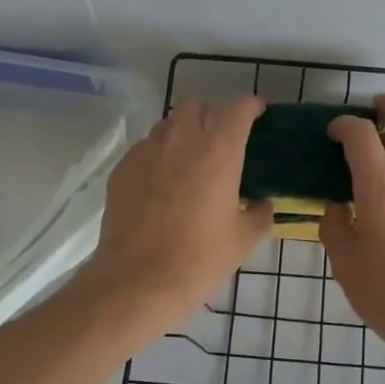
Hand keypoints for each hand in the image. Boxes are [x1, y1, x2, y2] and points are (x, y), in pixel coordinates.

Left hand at [77, 95, 271, 328]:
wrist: (137, 281)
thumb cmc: (199, 259)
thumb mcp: (243, 240)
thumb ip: (259, 214)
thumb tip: (262, 204)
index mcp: (219, 150)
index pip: (238, 107)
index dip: (251, 106)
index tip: (257, 115)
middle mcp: (182, 139)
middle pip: (196, 102)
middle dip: (211, 113)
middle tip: (219, 140)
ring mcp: (147, 151)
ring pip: (168, 124)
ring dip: (182, 133)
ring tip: (189, 161)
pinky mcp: (122, 168)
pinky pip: (145, 148)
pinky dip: (158, 156)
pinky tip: (161, 184)